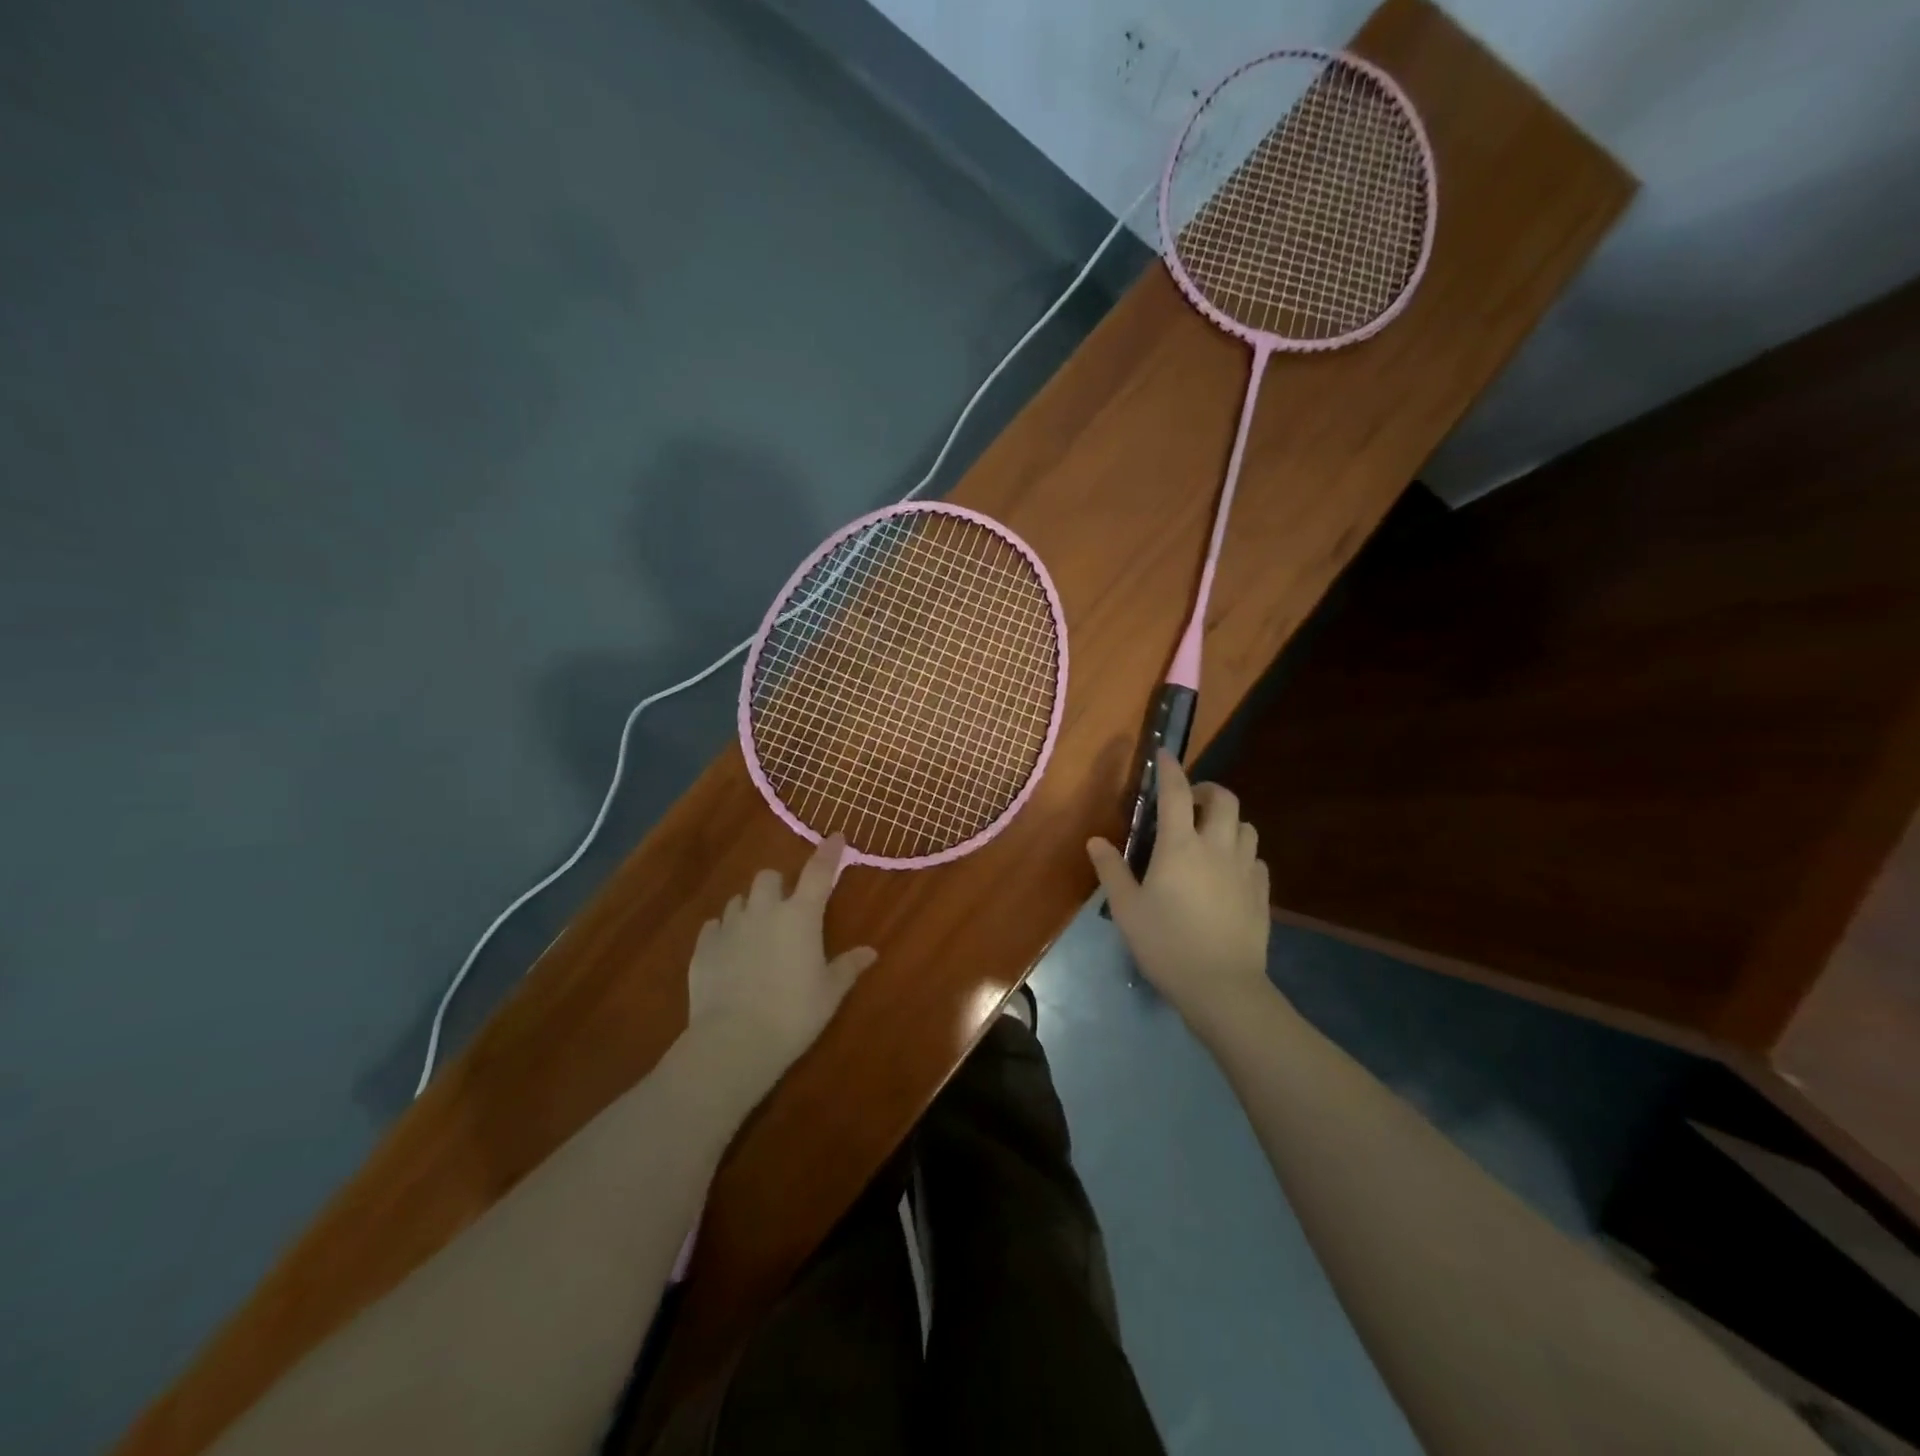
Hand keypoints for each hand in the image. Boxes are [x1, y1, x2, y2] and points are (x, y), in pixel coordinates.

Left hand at [687, 835, 876, 1087]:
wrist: (734, 1041)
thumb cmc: (793, 1014)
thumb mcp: (829, 993)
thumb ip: (848, 967)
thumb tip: (870, 952)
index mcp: (800, 916)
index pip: (819, 872)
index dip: (828, 852)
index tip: (836, 837)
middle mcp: (764, 911)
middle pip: (768, 877)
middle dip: (778, 885)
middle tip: (786, 907)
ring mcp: (730, 927)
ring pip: (739, 900)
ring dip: (750, 907)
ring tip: (757, 930)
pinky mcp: (704, 948)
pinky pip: (714, 927)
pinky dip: (725, 932)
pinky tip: (730, 951)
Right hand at [1089, 750, 1270, 1030]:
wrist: (1222, 987)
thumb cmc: (1166, 945)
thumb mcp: (1127, 909)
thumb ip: (1111, 870)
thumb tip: (1096, 841)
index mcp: (1180, 846)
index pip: (1175, 793)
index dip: (1169, 769)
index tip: (1164, 753)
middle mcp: (1216, 847)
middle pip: (1223, 799)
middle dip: (1206, 789)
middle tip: (1188, 801)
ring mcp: (1244, 868)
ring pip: (1245, 825)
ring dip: (1227, 819)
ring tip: (1208, 834)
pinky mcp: (1261, 891)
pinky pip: (1254, 857)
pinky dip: (1240, 851)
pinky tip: (1227, 870)